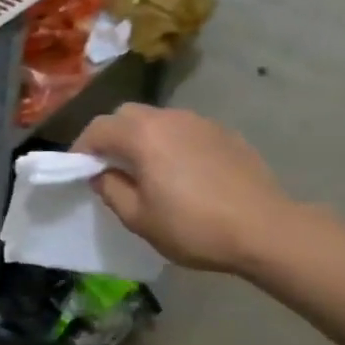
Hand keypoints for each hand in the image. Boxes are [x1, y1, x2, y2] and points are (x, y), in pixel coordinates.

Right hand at [72, 105, 299, 273]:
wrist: (266, 229)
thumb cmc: (194, 227)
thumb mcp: (139, 218)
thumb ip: (111, 190)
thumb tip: (101, 173)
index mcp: (142, 135)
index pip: (97, 129)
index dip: (81, 148)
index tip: (78, 170)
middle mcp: (168, 118)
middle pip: (126, 115)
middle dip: (110, 136)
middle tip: (109, 166)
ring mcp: (200, 122)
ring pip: (157, 120)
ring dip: (142, 138)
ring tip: (146, 169)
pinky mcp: (224, 133)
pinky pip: (184, 130)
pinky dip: (171, 143)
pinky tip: (181, 172)